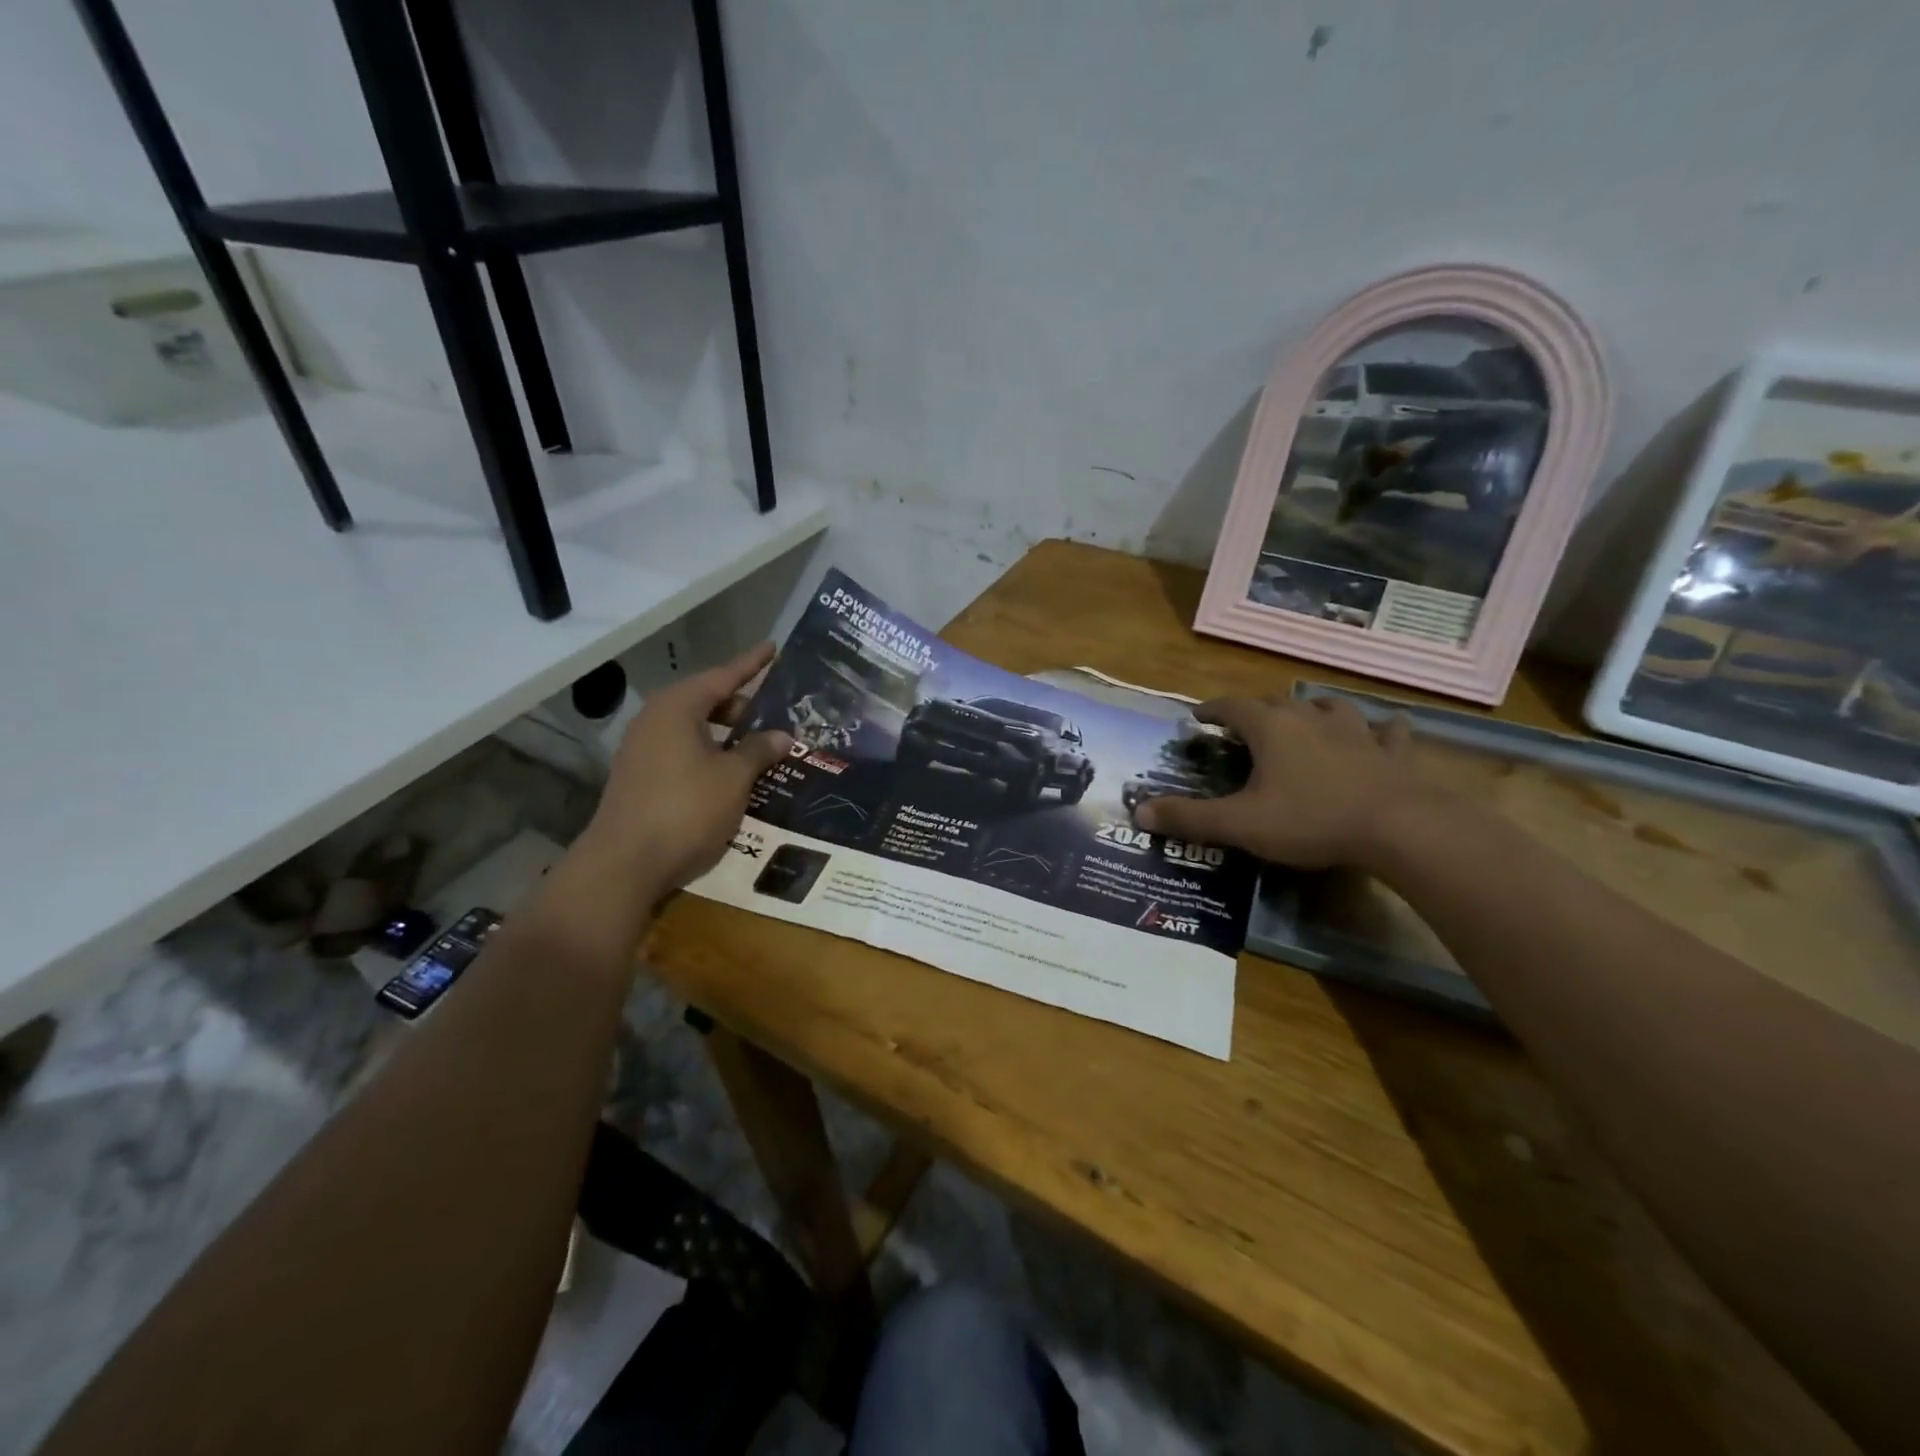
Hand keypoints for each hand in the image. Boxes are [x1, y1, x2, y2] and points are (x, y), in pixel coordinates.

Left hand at [574, 644, 793, 895]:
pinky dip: (710, 753)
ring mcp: (643, 749)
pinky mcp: (640, 777)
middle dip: (742, 705)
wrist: (624, 865)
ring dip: (727, 733)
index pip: (723, 676)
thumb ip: (758, 751)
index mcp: (678, 708)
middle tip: (777, 711)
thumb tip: (781, 735)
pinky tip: (733, 772)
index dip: (752, 664)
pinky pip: (684, 751)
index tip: (774, 648)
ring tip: (761, 742)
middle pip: (706, 700)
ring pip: (694, 728)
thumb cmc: (685, 810)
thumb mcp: (733, 779)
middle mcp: (656, 720)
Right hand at [1134, 696, 1434, 868]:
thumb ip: (1189, 817)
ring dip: (1314, 709)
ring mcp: (1357, 732)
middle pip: (1277, 702)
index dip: (1212, 709)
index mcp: (1271, 729)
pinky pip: (1387, 731)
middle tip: (1246, 726)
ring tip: (1307, 718)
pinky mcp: (1393, 752)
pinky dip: (1380, 729)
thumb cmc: (1310, 820)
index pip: (1232, 707)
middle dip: (1257, 710)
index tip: (1198, 716)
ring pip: (1330, 707)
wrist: (1398, 828)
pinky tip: (1383, 730)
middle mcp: (1311, 719)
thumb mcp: (1240, 824)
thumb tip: (1139, 811)